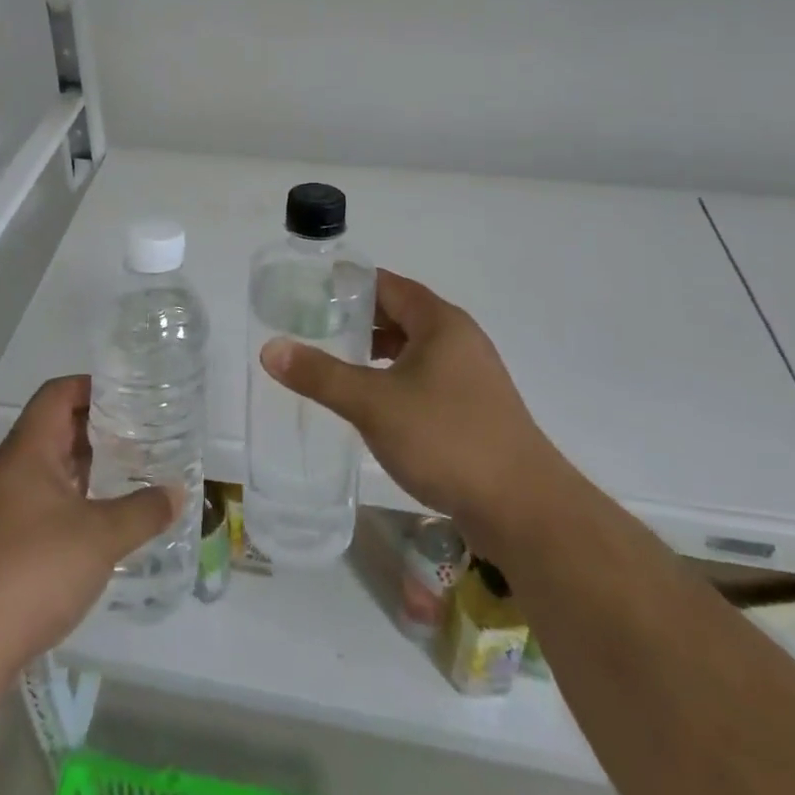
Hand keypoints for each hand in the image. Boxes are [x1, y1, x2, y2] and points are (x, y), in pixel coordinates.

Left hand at [0, 375, 179, 674]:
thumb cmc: (35, 569)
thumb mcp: (101, 537)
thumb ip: (143, 510)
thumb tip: (177, 492)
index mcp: (29, 449)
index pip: (58, 392)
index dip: (93, 385)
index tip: (131, 392)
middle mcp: (13, 466)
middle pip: (56, 424)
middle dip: (99, 423)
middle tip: (143, 428)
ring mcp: (7, 502)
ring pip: (53, 462)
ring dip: (89, 461)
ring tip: (133, 464)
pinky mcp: (7, 535)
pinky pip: (47, 494)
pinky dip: (77, 492)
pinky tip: (106, 511)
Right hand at [261, 269, 563, 551]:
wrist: (524, 509)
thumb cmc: (447, 439)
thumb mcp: (373, 403)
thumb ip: (321, 375)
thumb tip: (270, 348)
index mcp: (440, 322)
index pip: (387, 285)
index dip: (347, 284)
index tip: (309, 291)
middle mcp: (459, 339)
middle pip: (400, 314)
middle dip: (357, 318)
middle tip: (312, 327)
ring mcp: (471, 375)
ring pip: (413, 349)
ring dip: (376, 351)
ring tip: (335, 362)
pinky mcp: (474, 408)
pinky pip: (425, 378)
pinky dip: (395, 378)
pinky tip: (373, 402)